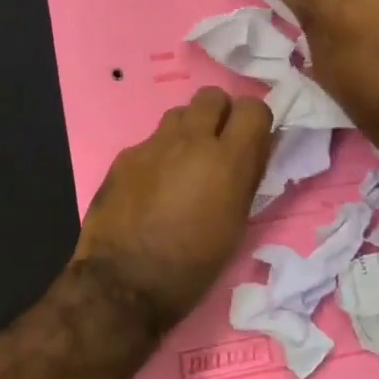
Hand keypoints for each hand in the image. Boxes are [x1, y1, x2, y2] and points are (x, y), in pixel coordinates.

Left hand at [70, 86, 272, 338]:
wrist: (124, 282)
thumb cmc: (192, 266)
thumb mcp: (235, 225)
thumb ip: (247, 178)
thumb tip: (255, 150)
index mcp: (227, 160)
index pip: (254, 107)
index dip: (255, 122)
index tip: (251, 141)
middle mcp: (190, 140)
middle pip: (212, 95)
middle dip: (219, 114)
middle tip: (217, 147)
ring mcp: (153, 145)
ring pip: (178, 114)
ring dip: (187, 131)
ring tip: (183, 165)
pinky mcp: (124, 156)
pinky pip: (150, 142)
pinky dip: (158, 155)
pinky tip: (151, 187)